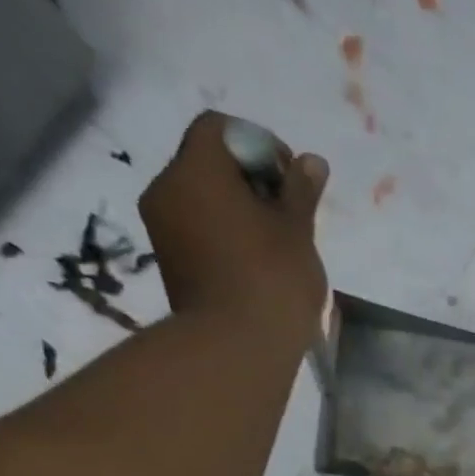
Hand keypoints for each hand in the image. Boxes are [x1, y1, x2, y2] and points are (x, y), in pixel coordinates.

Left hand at [139, 112, 329, 341]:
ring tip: (275, 244)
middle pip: (207, 163)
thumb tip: (311, 161)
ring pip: (202, 198)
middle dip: (249, 180)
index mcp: (196, 170)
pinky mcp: (170, 261)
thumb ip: (301, 191)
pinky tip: (255, 264)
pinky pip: (198, 229)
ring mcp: (163, 227)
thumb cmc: (273, 280)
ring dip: (238, 210)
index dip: (260, 144)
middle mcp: (167, 188)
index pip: (220, 128)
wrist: (237, 347)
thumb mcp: (298, 231)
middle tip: (288, 215)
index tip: (291, 181)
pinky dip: (225, 234)